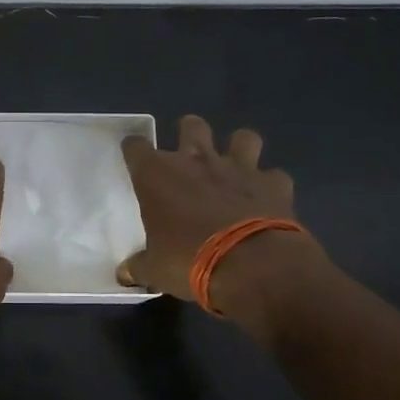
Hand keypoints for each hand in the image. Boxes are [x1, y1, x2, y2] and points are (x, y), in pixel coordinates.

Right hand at [118, 115, 324, 311]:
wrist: (251, 267)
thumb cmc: (189, 261)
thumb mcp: (155, 270)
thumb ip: (139, 266)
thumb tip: (125, 273)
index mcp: (158, 175)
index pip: (136, 146)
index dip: (134, 150)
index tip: (134, 157)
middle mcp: (197, 161)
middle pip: (192, 125)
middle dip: (189, 132)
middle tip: (188, 153)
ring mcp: (239, 169)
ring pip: (243, 138)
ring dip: (239, 148)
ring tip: (235, 167)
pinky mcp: (274, 184)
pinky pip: (274, 176)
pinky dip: (270, 185)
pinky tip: (267, 199)